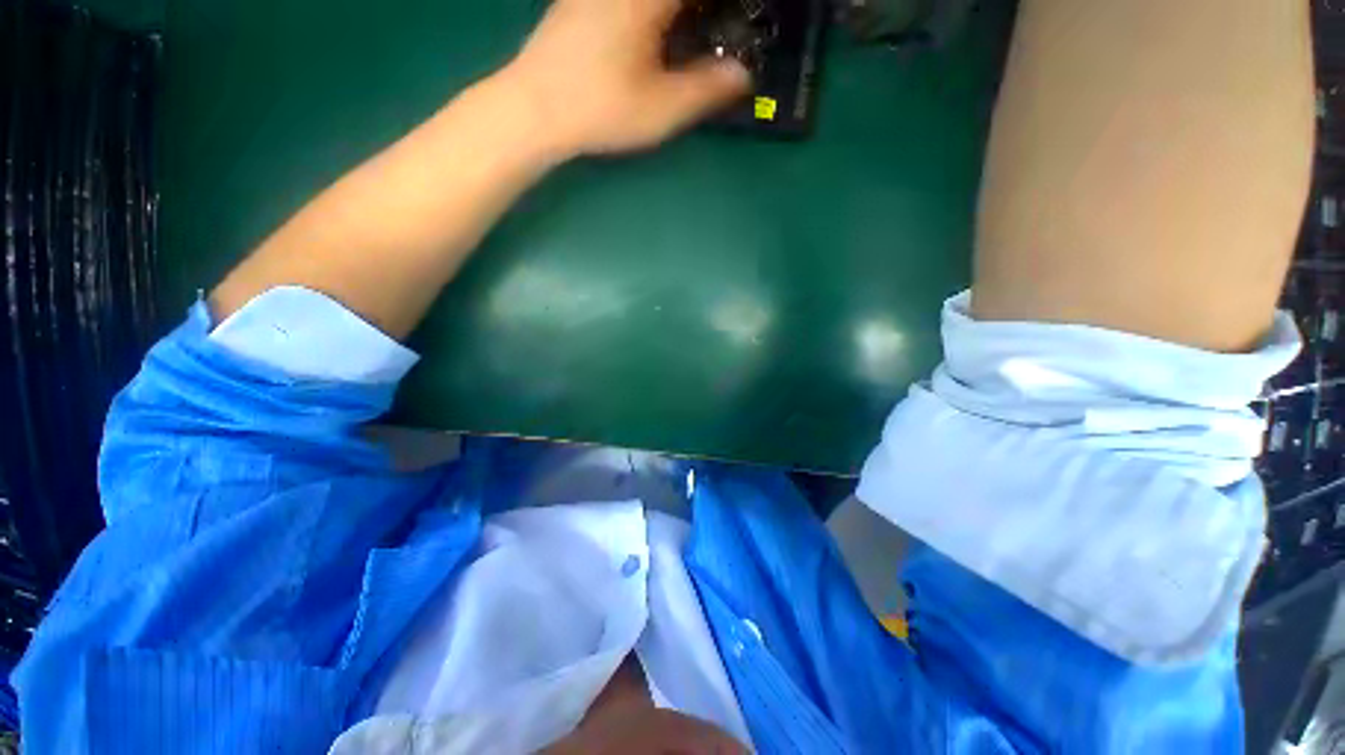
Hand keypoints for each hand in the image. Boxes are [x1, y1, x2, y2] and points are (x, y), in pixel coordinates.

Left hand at [501, 0, 751, 156]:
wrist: (534, 108)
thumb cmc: (601, 110)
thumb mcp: (662, 109)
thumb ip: (708, 89)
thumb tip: (743, 74)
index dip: (725, 9)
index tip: (736, 23)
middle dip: (702, 12)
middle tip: (716, 31)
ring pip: (654, 1)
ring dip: (678, 14)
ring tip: (692, 33)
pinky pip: (630, 1)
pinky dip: (654, 16)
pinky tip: (656, 35)